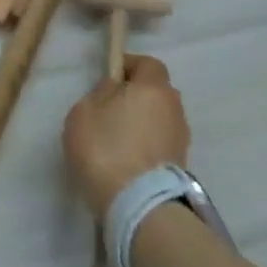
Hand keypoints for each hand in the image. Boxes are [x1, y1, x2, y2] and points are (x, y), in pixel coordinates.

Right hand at [62, 55, 191, 214]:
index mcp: (153, 88)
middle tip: (108, 108)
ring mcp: (181, 138)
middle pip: (156, 92)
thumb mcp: (85, 111)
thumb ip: (101, 93)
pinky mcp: (180, 164)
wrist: (138, 203)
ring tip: (115, 137)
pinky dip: (145, 144)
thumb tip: (115, 89)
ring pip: (158, 118)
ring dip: (141, 121)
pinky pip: (159, 142)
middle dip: (135, 95)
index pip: (148, 63)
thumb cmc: (105, 147)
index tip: (108, 77)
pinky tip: (125, 157)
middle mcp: (174, 108)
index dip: (128, 65)